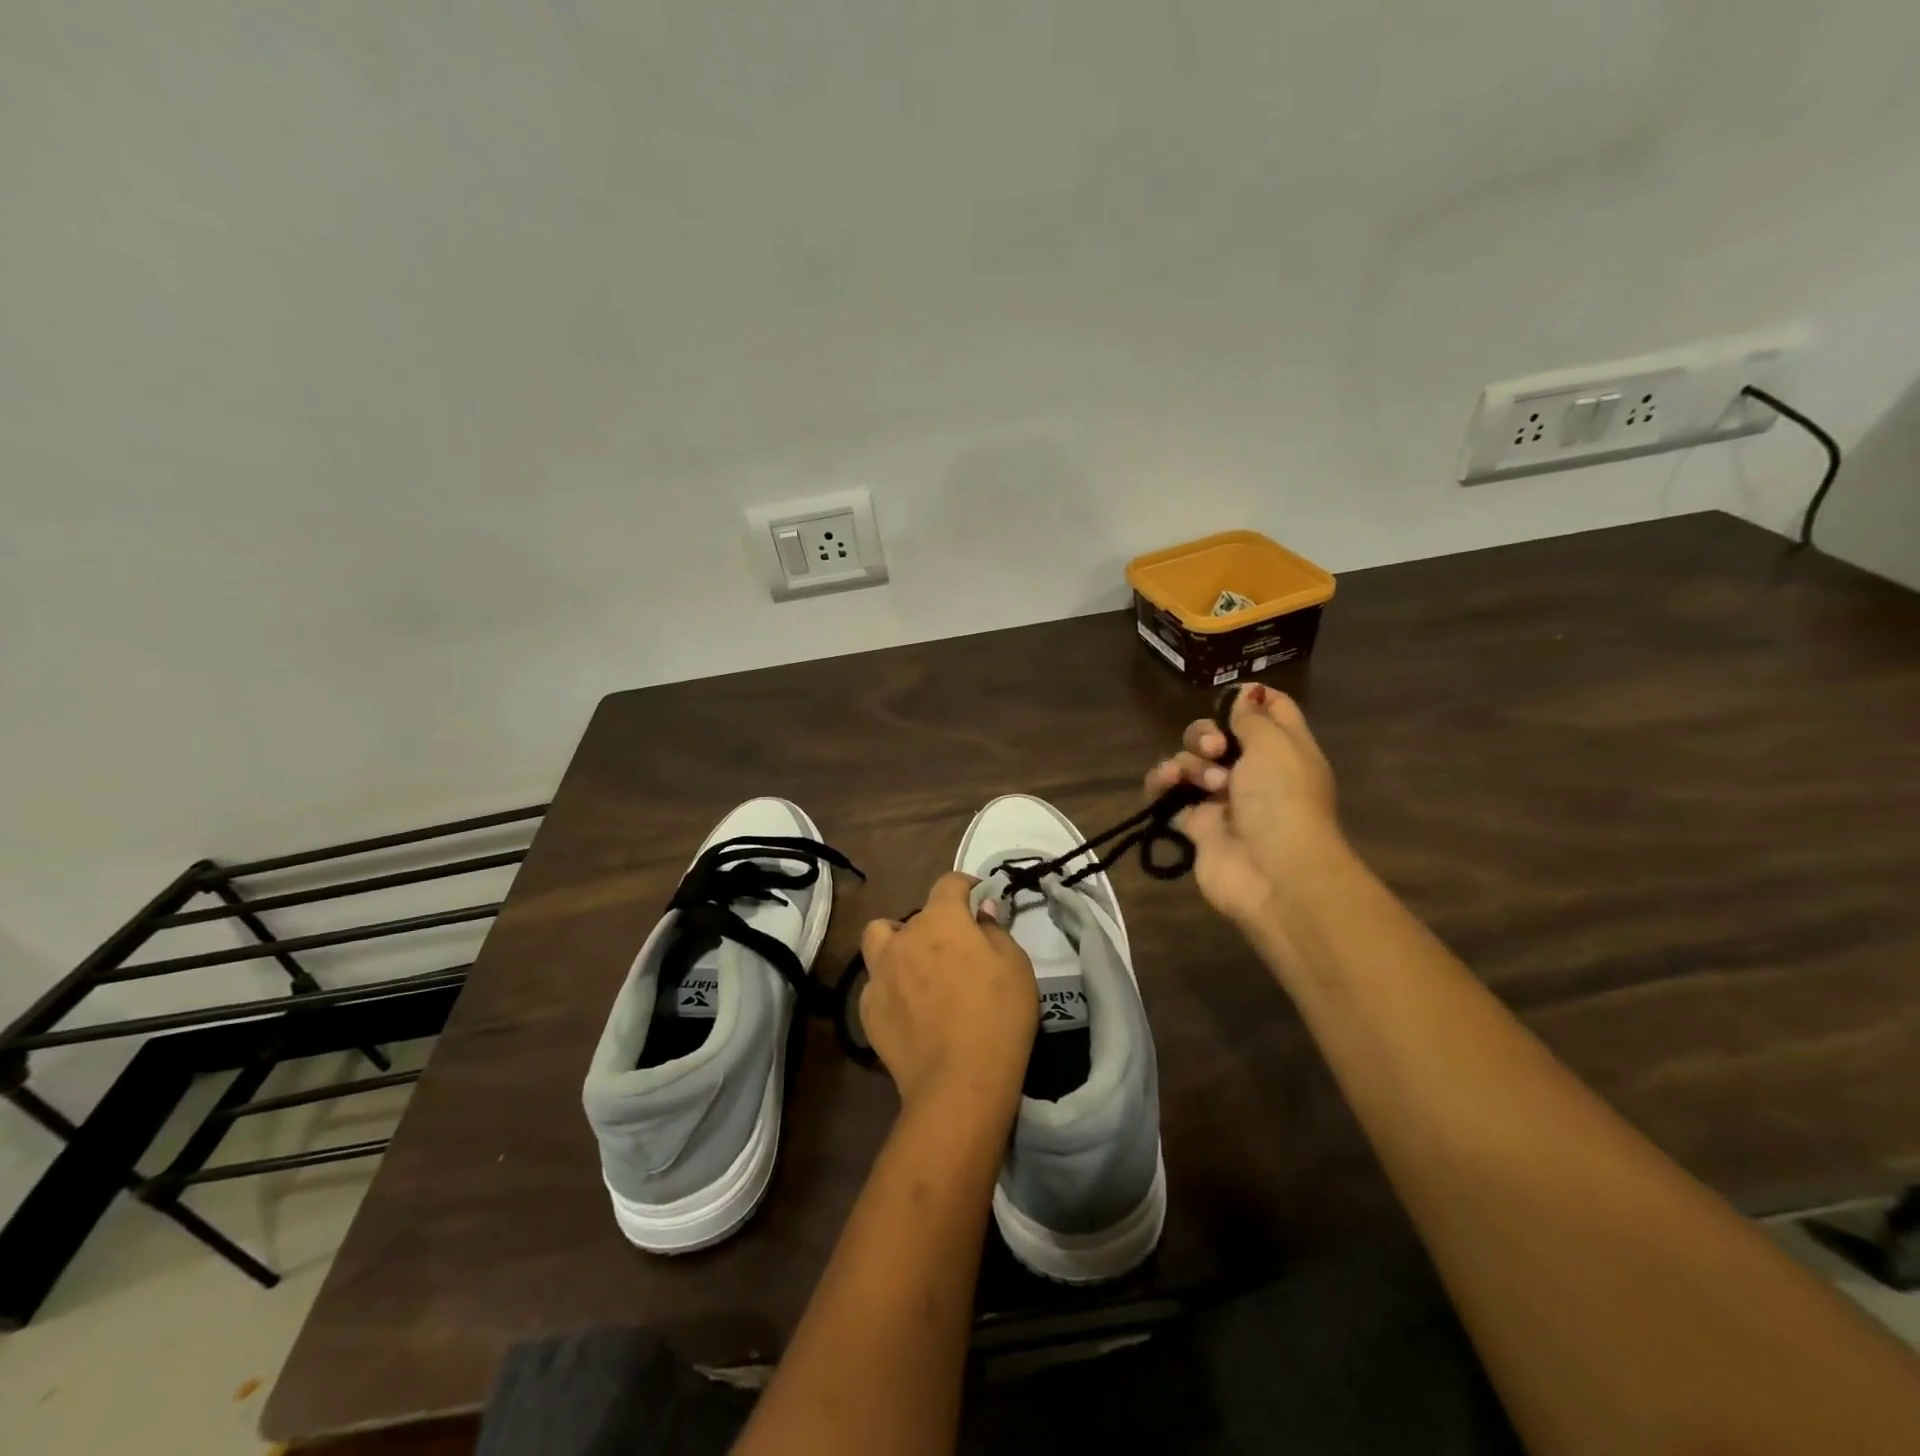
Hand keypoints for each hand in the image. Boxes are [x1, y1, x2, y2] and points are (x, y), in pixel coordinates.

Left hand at [858, 873, 1037, 1112]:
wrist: (960, 1082)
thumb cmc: (999, 1015)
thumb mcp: (1015, 965)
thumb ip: (995, 930)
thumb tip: (981, 911)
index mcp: (941, 920)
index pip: (948, 883)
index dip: (964, 884)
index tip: (976, 896)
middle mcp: (904, 937)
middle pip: (916, 916)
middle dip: (936, 925)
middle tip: (956, 951)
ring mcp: (880, 973)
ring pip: (879, 939)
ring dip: (897, 944)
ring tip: (916, 967)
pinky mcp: (867, 1008)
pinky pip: (876, 983)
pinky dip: (891, 986)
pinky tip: (909, 1009)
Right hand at [1143, 684, 1344, 925]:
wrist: (1274, 873)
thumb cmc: (1282, 800)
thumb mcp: (1274, 745)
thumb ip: (1251, 717)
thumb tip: (1243, 695)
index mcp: (1284, 748)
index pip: (1271, 709)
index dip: (1248, 697)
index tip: (1228, 696)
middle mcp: (1254, 770)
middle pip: (1218, 734)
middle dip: (1206, 735)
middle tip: (1215, 751)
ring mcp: (1223, 798)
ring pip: (1190, 762)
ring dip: (1187, 763)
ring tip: (1196, 782)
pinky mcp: (1196, 824)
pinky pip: (1168, 794)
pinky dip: (1161, 785)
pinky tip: (1163, 785)